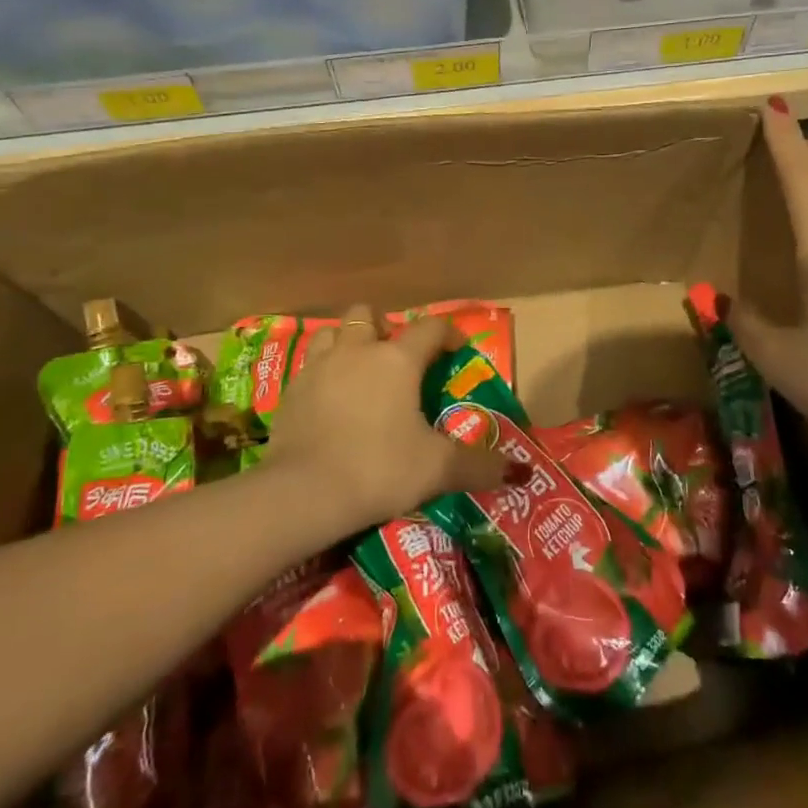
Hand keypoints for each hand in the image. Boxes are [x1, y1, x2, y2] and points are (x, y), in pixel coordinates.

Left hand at [264, 305, 511, 528]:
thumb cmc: (379, 468)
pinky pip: (309, 367)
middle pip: (367, 314)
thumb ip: (478, 466)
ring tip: (359, 371)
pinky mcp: (290, 392)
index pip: (430, 328)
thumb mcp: (437, 470)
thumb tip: (517, 471)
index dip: (448, 334)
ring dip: (347, 343)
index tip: (457, 350)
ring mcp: (318, 368)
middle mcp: (357, 351)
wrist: (303, 493)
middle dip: (383, 327)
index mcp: (397, 360)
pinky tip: (330, 402)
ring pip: (332, 333)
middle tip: (395, 357)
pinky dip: (323, 375)